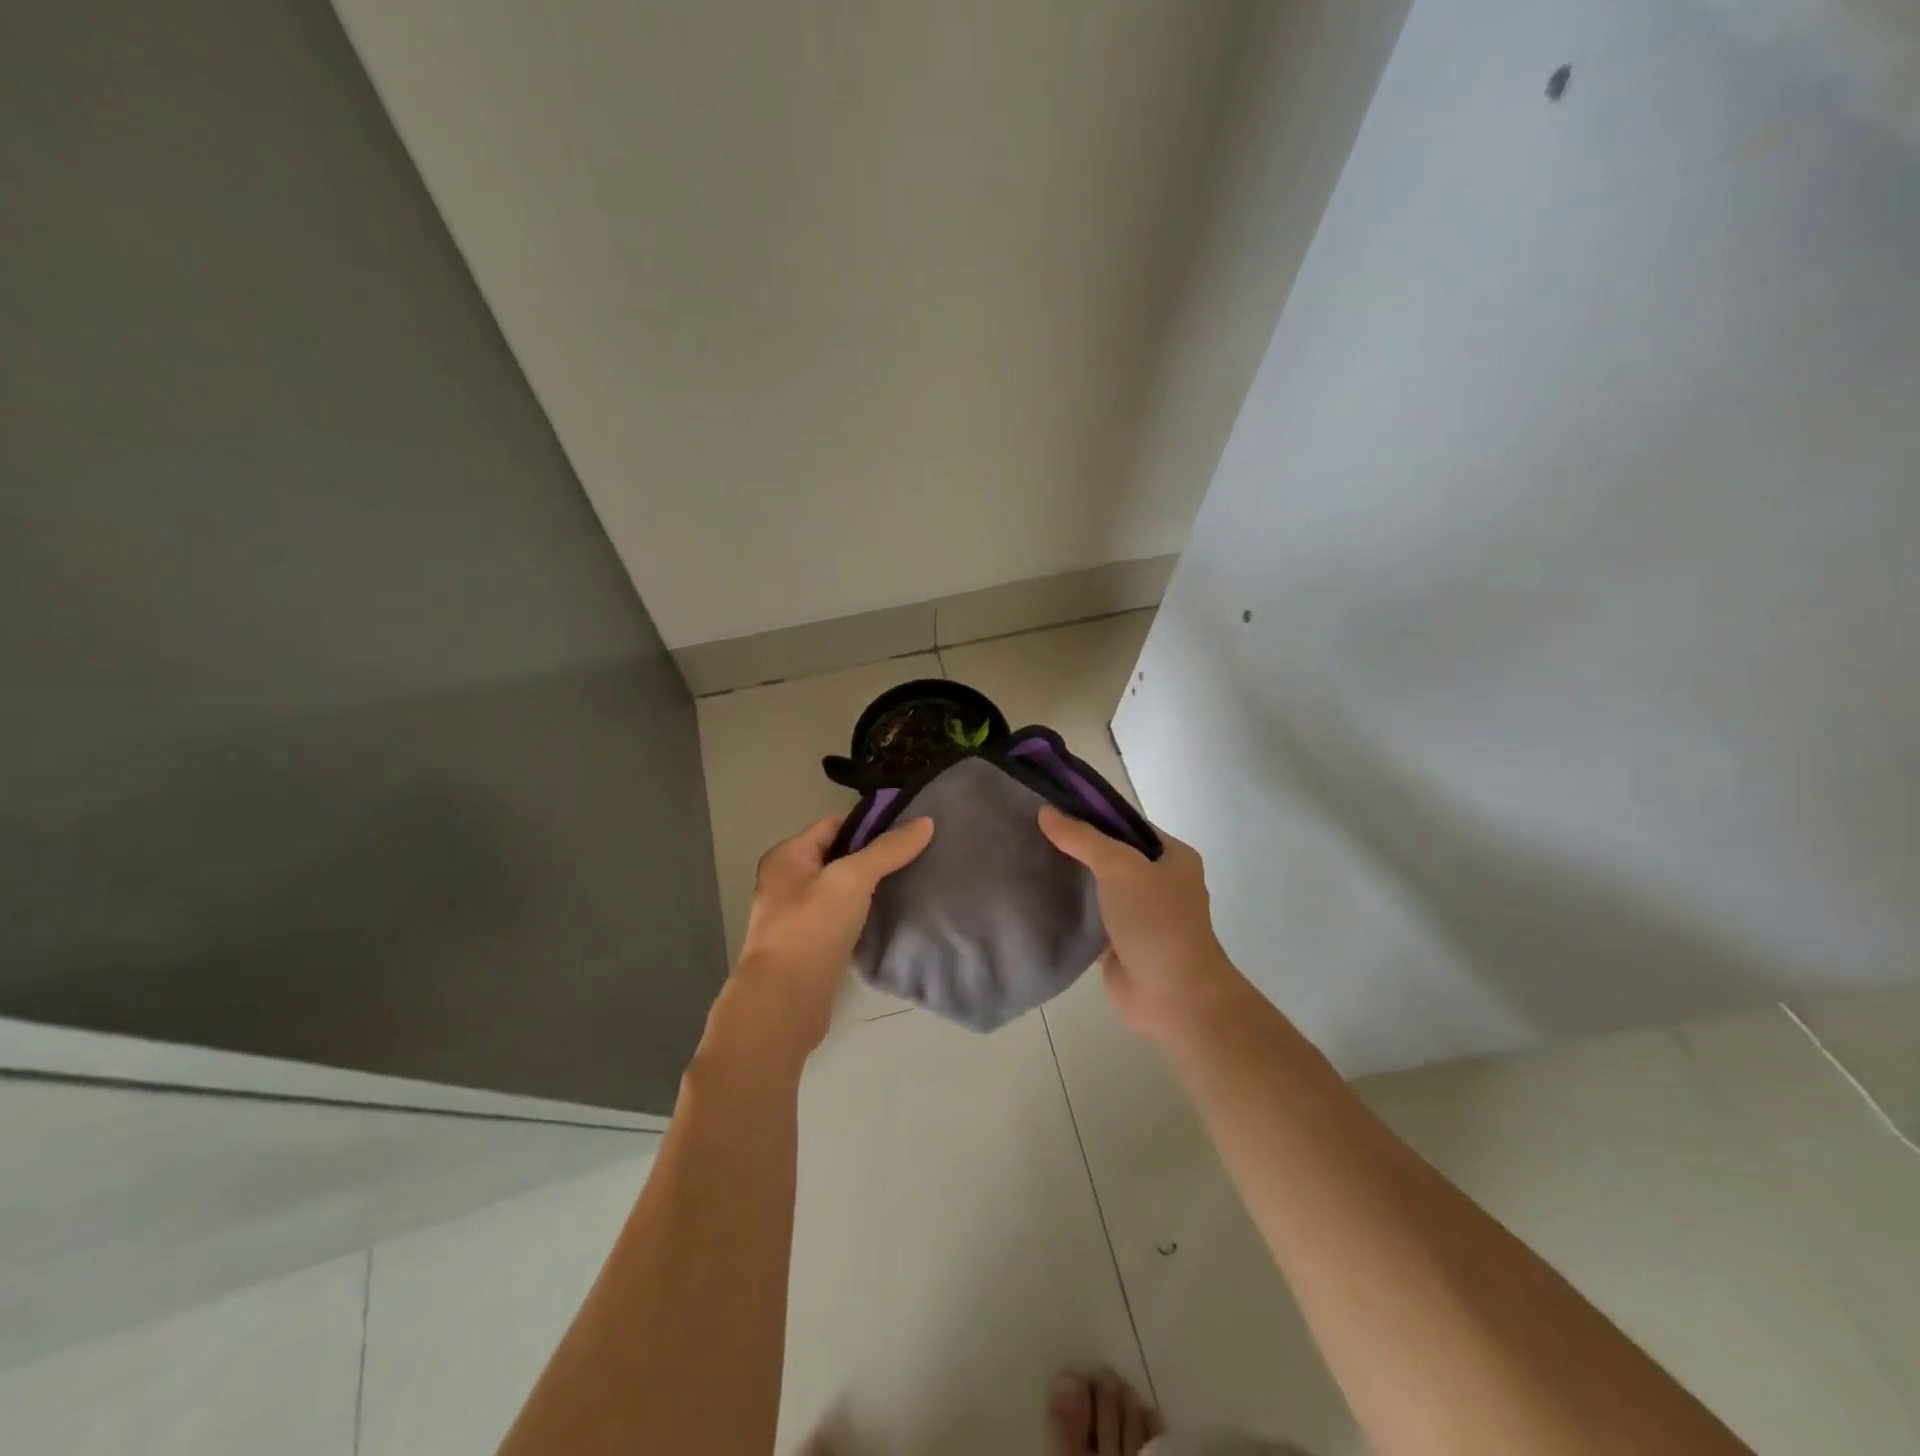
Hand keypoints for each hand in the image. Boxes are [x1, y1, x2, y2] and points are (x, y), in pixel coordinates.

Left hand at [721, 813, 934, 1060]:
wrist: (785, 1001)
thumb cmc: (812, 927)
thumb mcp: (853, 878)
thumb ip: (888, 850)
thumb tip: (926, 822)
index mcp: (787, 856)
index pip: (833, 825)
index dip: (869, 825)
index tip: (908, 830)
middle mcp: (786, 881)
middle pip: (838, 856)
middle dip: (874, 857)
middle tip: (915, 856)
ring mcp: (796, 916)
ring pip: (841, 891)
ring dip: (870, 888)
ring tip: (910, 883)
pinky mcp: (810, 946)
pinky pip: (842, 919)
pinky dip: (864, 916)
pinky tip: (890, 917)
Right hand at [1038, 806, 1246, 1045]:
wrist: (1173, 996)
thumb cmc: (1156, 921)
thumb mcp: (1120, 867)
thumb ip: (1083, 839)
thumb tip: (1046, 811)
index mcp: (1172, 855)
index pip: (1126, 823)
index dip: (1092, 813)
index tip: (1052, 808)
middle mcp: (1159, 880)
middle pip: (1111, 853)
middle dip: (1077, 845)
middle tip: (1033, 833)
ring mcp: (1140, 913)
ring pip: (1099, 885)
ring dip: (1072, 877)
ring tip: (1029, 858)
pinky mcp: (1120, 941)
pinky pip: (1091, 914)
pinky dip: (1071, 907)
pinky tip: (1039, 895)